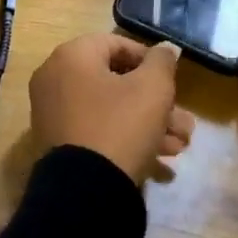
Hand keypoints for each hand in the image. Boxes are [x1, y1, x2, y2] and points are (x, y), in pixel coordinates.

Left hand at [28, 33, 194, 184]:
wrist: (85, 193)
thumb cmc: (120, 125)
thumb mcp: (153, 88)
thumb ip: (162, 62)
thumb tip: (165, 49)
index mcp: (71, 56)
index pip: (117, 45)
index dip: (150, 60)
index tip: (172, 80)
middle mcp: (55, 79)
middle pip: (116, 82)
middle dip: (156, 103)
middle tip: (183, 122)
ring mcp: (53, 115)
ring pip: (111, 111)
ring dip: (148, 125)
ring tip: (179, 147)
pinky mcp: (58, 145)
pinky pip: (97, 132)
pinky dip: (126, 140)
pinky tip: (160, 163)